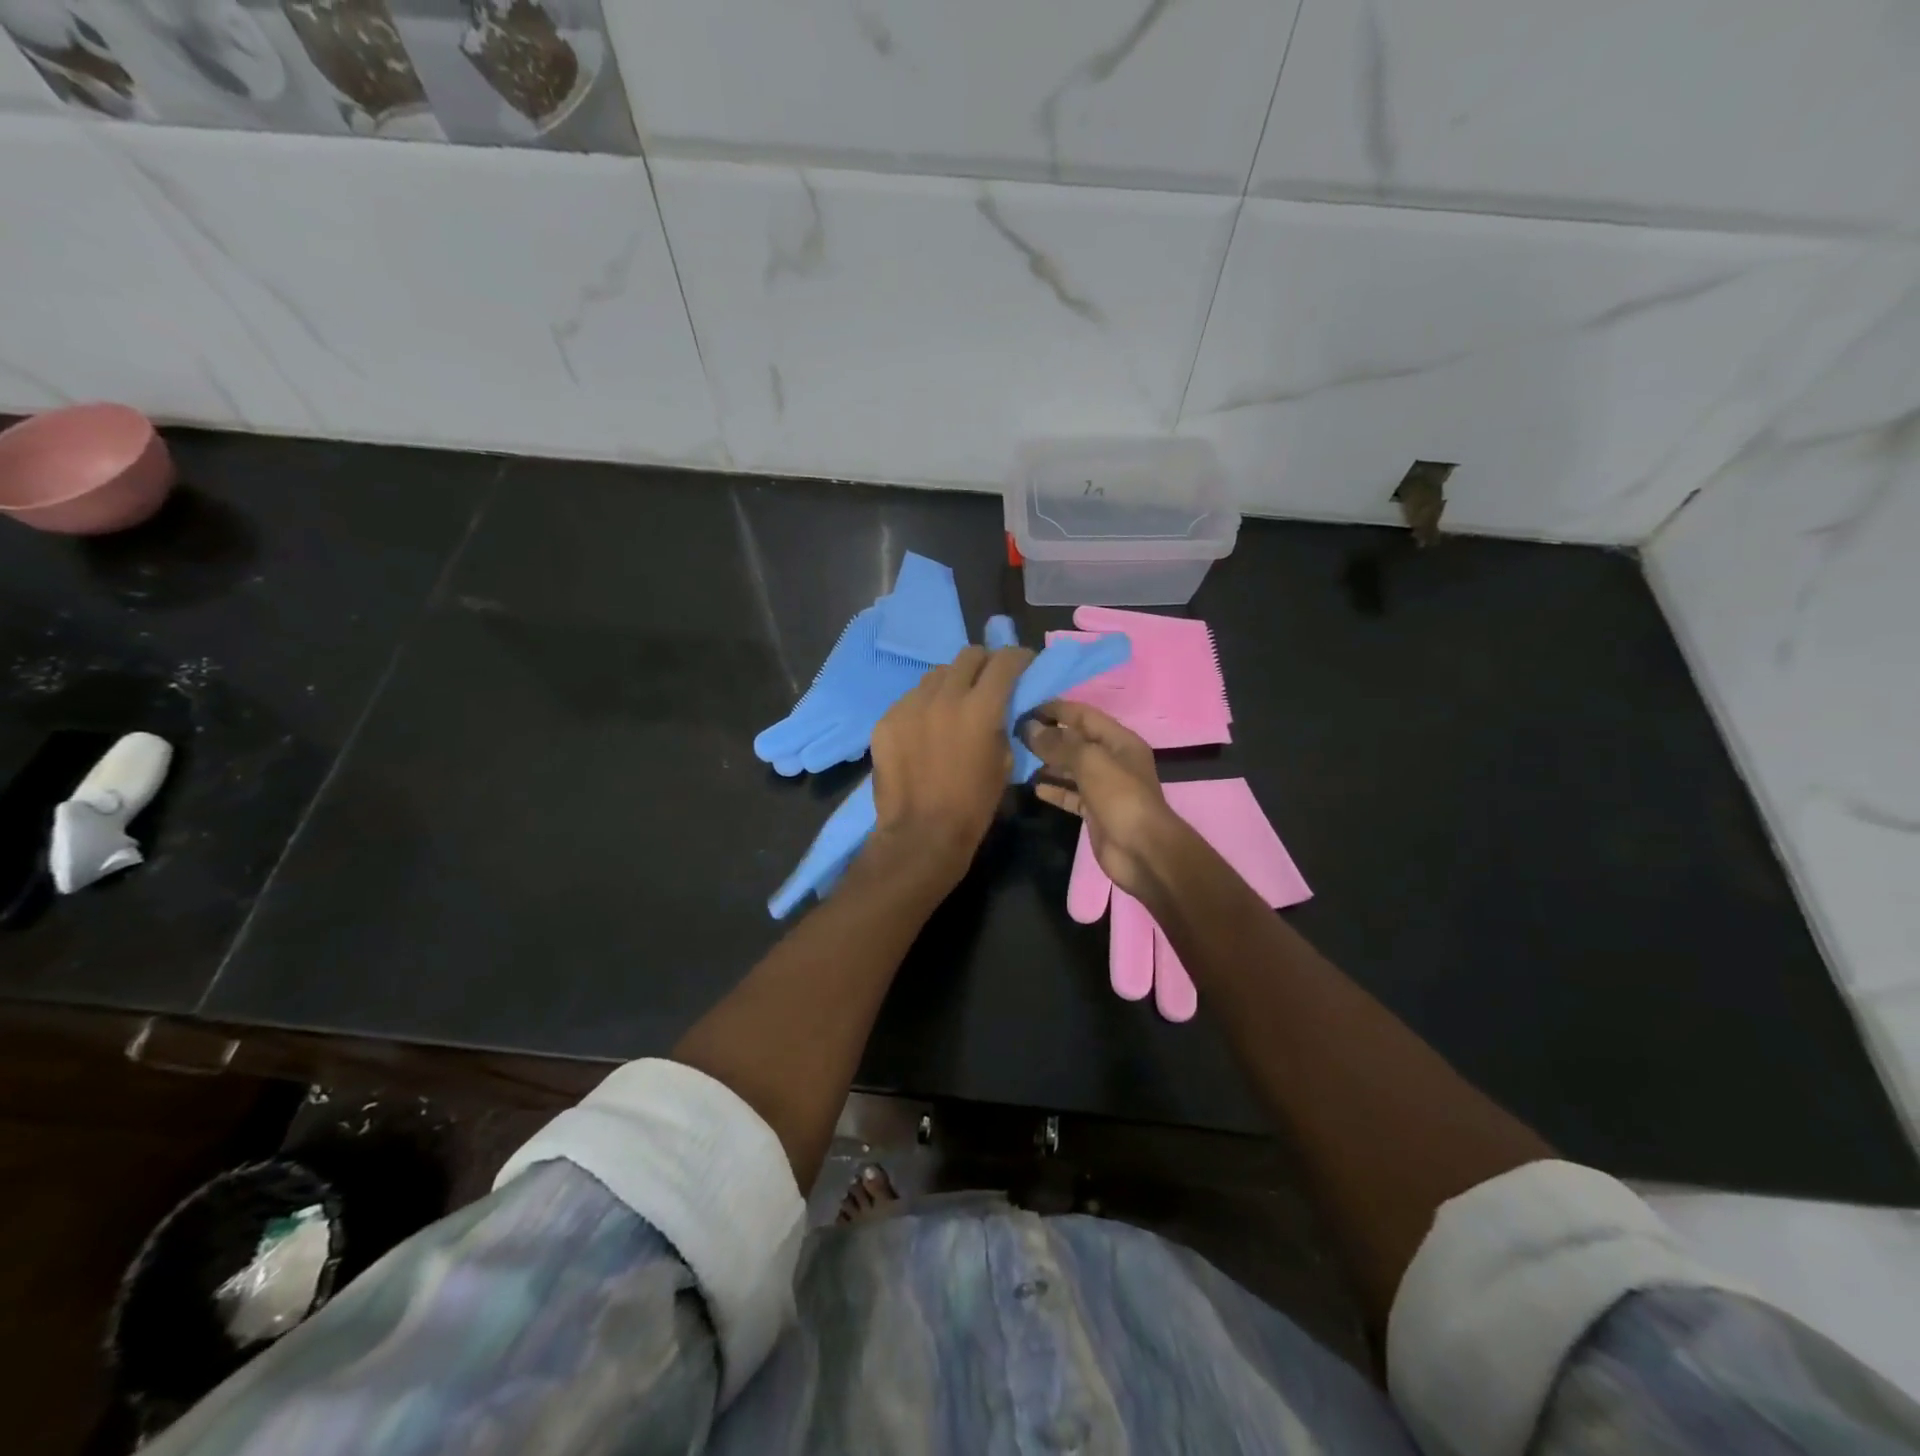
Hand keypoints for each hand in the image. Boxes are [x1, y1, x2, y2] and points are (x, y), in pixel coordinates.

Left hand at [867, 645, 1031, 880]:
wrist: (921, 833)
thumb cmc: (973, 805)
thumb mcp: (1005, 762)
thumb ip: (1004, 724)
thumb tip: (1003, 706)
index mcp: (981, 708)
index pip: (1005, 660)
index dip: (1019, 657)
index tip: (1024, 664)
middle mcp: (944, 696)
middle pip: (968, 655)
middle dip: (985, 663)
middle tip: (989, 681)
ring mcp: (910, 705)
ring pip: (937, 674)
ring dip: (952, 682)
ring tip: (953, 706)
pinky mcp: (886, 719)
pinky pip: (911, 698)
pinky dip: (924, 705)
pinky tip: (925, 729)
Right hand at [1024, 701, 1187, 899]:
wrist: (1142, 852)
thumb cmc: (1120, 798)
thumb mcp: (1090, 762)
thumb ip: (1060, 744)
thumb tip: (1030, 728)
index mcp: (1119, 741)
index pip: (1083, 715)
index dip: (1055, 710)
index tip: (1024, 710)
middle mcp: (1113, 760)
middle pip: (1076, 741)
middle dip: (1048, 737)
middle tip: (1015, 735)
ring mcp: (1104, 787)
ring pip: (1071, 769)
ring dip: (1047, 763)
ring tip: (1018, 759)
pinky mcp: (1095, 812)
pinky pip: (1071, 794)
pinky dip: (1054, 790)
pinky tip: (1033, 787)